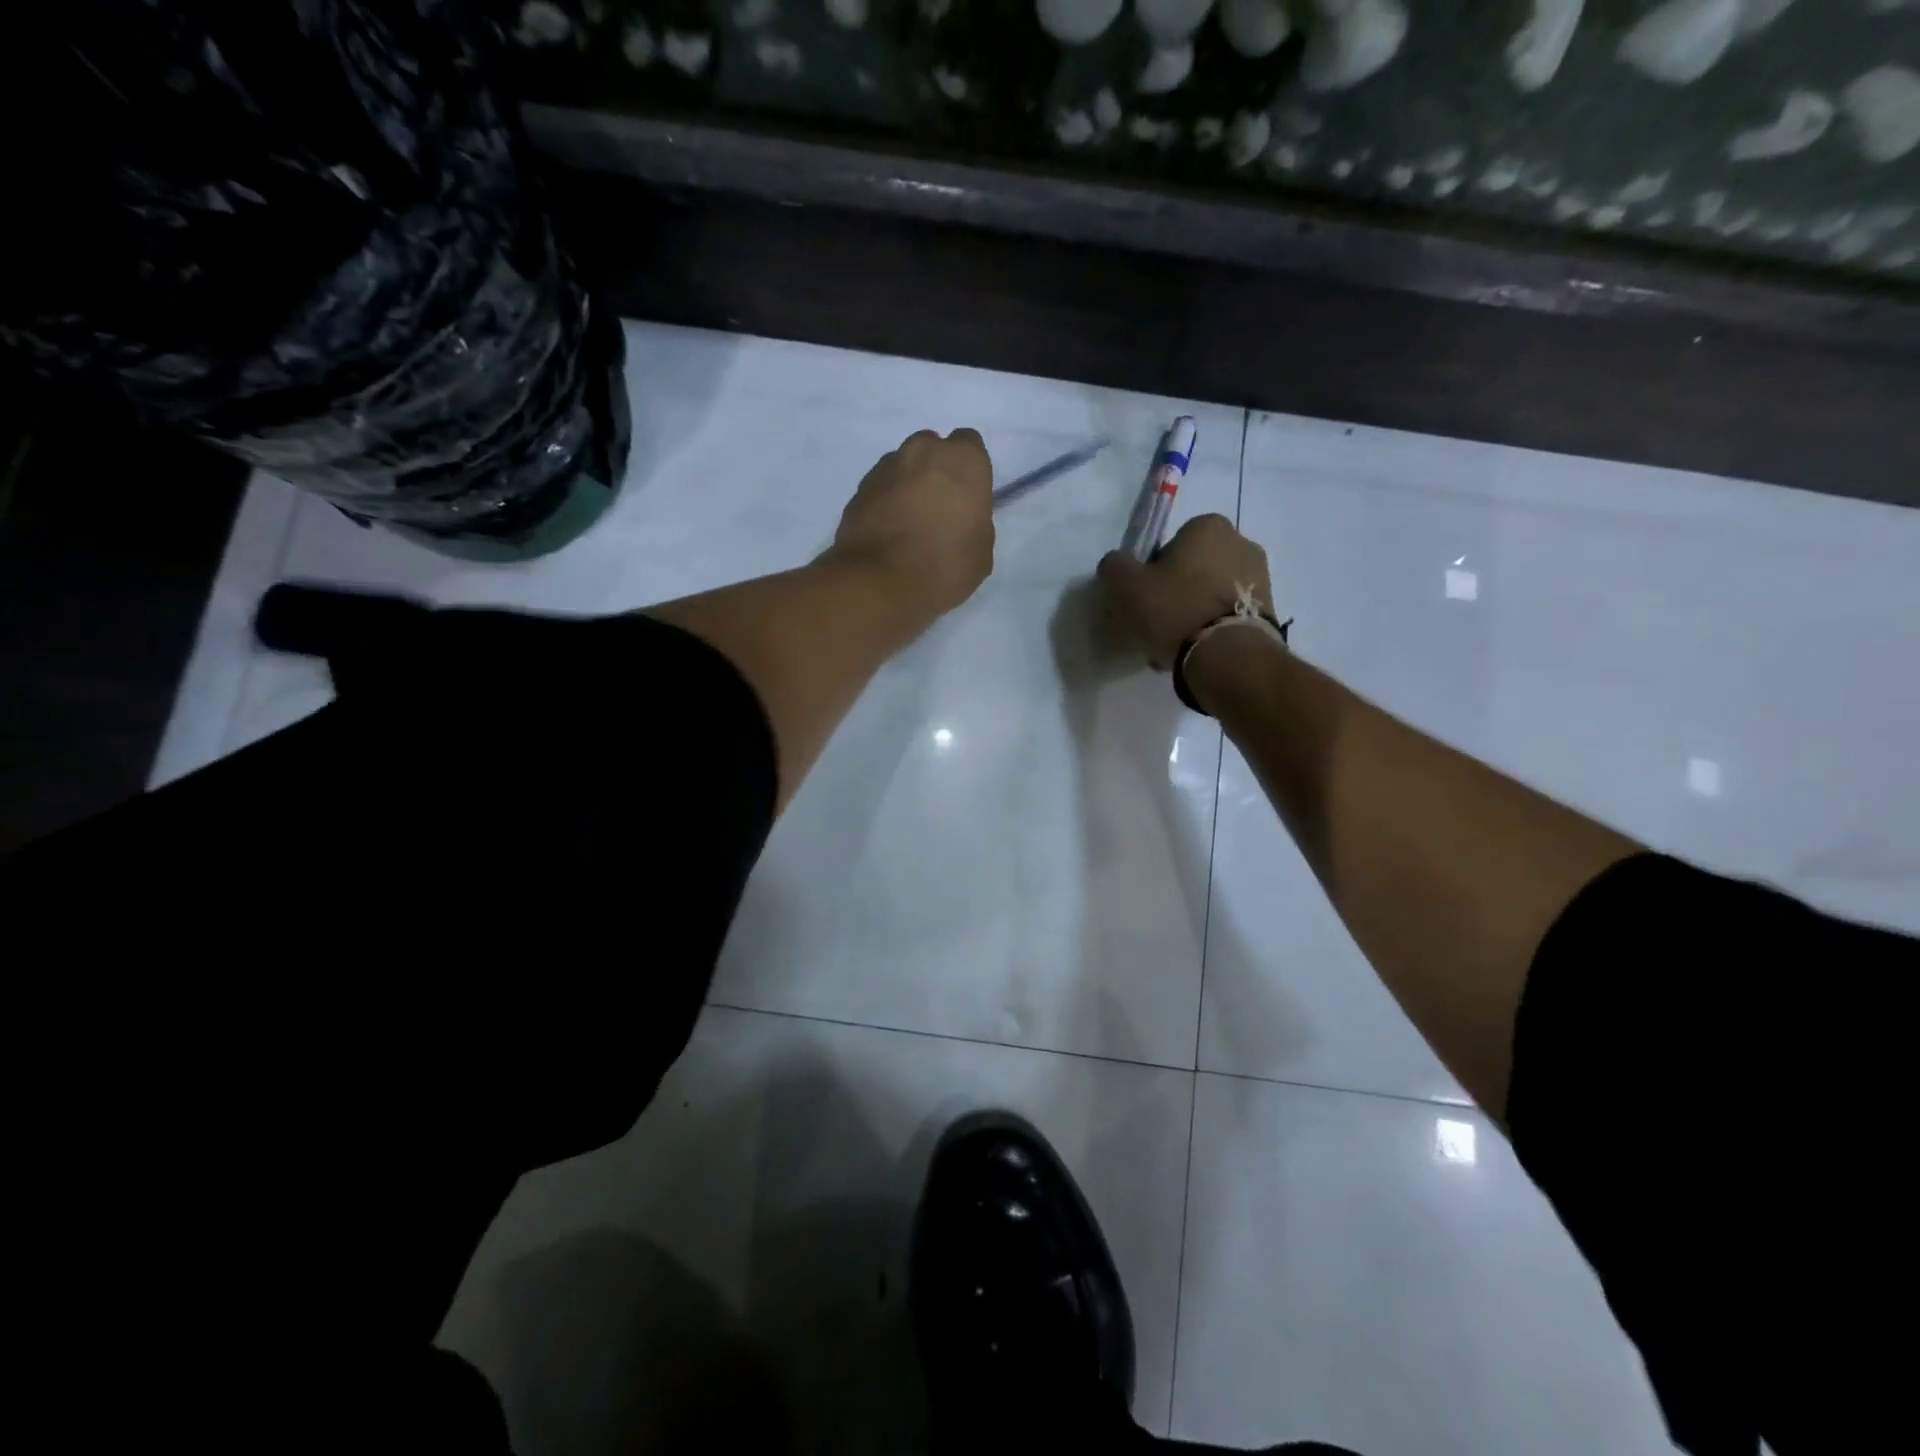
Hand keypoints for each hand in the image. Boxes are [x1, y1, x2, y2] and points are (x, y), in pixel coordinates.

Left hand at [829, 429, 995, 624]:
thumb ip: (975, 521)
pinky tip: (888, 531)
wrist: (880, 581)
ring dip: (908, 485)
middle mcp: (924, 450)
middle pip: (933, 450)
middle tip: (938, 509)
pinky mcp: (859, 487)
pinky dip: (885, 501)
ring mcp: (886, 466)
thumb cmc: (944, 565)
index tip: (966, 498)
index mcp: (963, 460)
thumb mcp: (981, 551)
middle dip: (936, 471)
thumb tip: (961, 519)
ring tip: (908, 523)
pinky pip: (881, 487)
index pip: (970, 446)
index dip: (968, 472)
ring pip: (903, 466)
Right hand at [1097, 513, 1272, 670]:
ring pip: (1210, 594)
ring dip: (1192, 613)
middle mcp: (1241, 543)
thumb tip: (1116, 563)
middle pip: (1193, 569)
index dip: (1153, 571)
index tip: (1145, 598)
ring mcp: (1260, 577)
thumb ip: (1115, 566)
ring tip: (1173, 645)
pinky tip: (1194, 652)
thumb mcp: (1127, 585)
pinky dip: (1211, 629)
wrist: (1229, 655)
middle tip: (1156, 623)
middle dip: (1175, 592)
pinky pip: (1227, 615)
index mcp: (1208, 526)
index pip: (1171, 544)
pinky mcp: (1269, 610)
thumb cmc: (1175, 610)